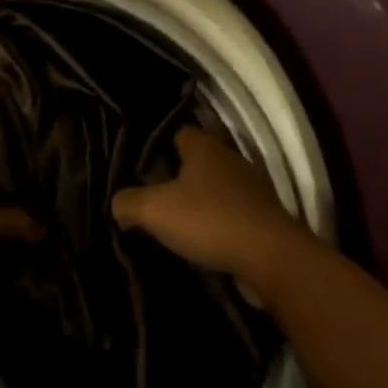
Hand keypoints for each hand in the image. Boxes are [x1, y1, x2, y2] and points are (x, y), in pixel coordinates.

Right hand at [111, 128, 312, 286]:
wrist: (269, 255)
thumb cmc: (209, 219)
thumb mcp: (155, 211)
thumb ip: (129, 202)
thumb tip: (117, 203)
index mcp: (204, 146)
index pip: (178, 132)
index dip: (159, 146)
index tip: (143, 165)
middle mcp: (229, 157)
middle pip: (199, 159)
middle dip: (180, 174)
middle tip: (156, 193)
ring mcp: (251, 186)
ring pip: (218, 185)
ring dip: (202, 199)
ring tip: (179, 220)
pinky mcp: (264, 215)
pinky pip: (234, 211)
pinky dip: (220, 221)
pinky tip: (206, 239)